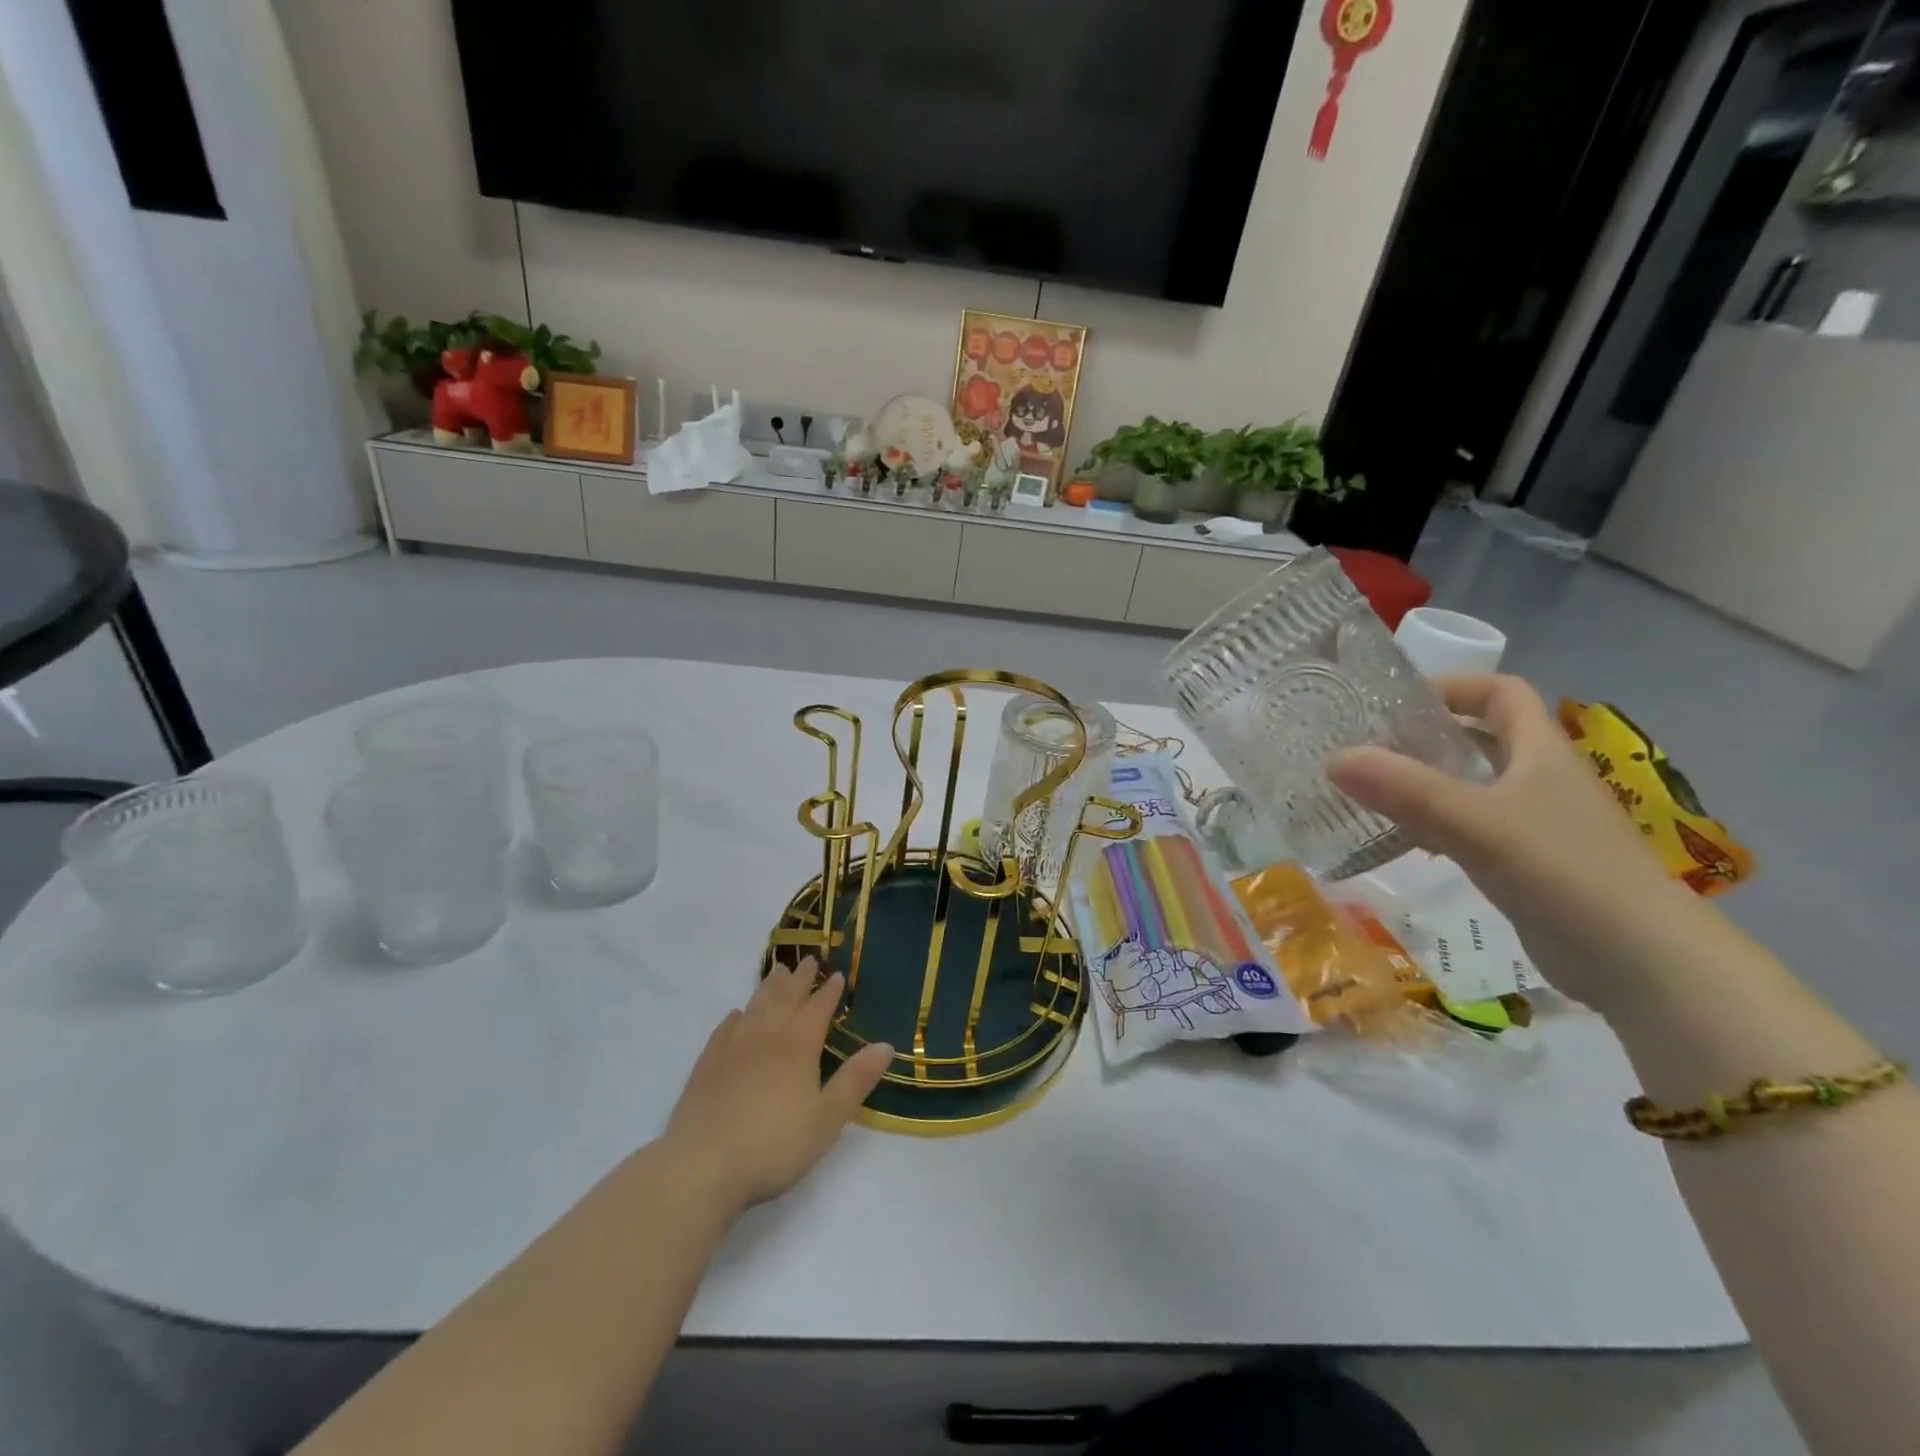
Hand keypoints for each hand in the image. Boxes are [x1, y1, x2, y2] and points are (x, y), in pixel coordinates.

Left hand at [659, 960, 890, 1217]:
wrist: (701, 1167)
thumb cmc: (773, 1145)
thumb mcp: (827, 1119)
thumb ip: (855, 1080)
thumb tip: (886, 1044)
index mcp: (798, 1046)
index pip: (818, 1009)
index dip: (829, 992)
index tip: (838, 974)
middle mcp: (766, 1037)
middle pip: (786, 999)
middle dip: (800, 980)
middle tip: (809, 960)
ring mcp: (733, 1048)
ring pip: (755, 1006)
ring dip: (769, 987)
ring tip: (778, 972)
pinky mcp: (706, 1066)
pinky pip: (724, 1030)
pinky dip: (735, 1017)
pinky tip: (736, 1014)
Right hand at [1328, 674, 1700, 1014]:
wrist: (1641, 961)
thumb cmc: (1564, 871)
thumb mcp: (1477, 822)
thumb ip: (1406, 789)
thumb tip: (1334, 757)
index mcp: (1540, 751)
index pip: (1501, 693)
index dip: (1453, 687)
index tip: (1397, 702)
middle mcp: (1539, 779)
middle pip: (1480, 738)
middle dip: (1425, 737)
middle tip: (1366, 747)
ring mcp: (1535, 824)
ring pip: (1471, 786)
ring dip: (1424, 783)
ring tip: (1368, 790)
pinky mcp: (1526, 864)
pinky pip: (1469, 829)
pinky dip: (1433, 826)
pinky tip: (1400, 841)